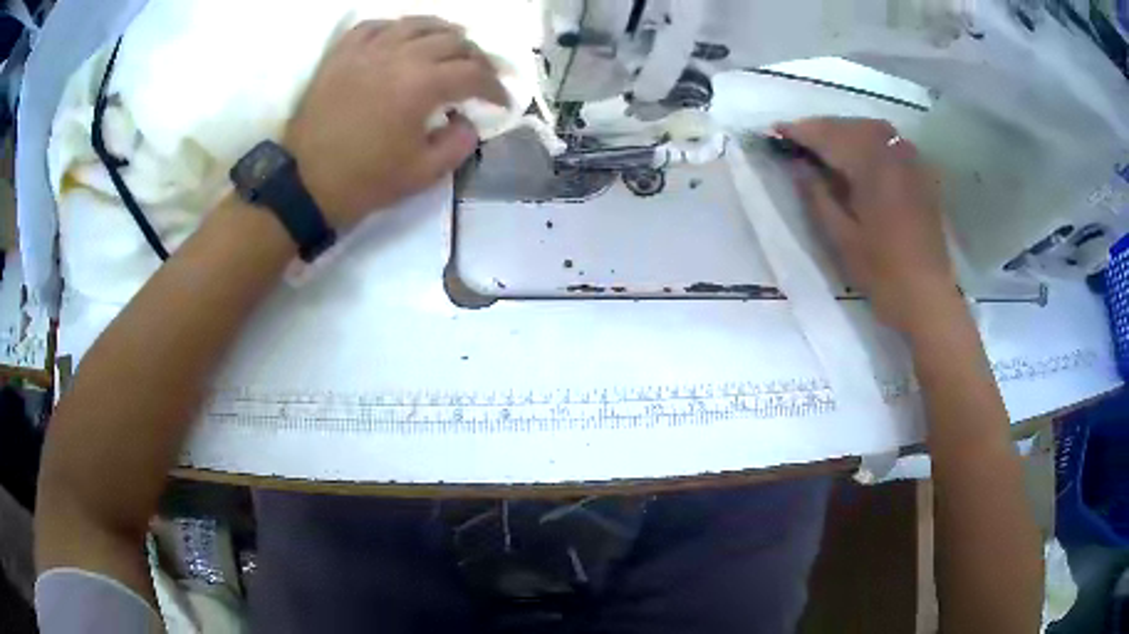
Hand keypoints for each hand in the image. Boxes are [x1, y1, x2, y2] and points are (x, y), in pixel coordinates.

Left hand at [283, 17, 507, 228]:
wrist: (304, 184)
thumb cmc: (364, 181)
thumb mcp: (423, 174)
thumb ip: (459, 144)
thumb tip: (468, 121)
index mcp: (422, 85)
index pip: (474, 74)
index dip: (495, 87)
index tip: (501, 101)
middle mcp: (399, 56)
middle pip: (453, 41)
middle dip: (476, 58)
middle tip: (479, 76)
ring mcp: (367, 50)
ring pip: (417, 24)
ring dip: (443, 33)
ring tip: (451, 46)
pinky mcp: (342, 54)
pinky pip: (376, 26)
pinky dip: (397, 28)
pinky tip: (402, 38)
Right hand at [778, 117, 958, 334]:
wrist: (927, 298)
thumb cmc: (882, 273)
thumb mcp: (841, 238)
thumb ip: (817, 195)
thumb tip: (798, 165)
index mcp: (872, 168)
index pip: (829, 136)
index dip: (800, 131)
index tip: (774, 131)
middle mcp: (893, 155)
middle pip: (851, 126)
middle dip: (822, 127)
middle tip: (797, 138)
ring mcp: (912, 163)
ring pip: (873, 130)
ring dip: (845, 130)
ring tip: (826, 144)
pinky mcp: (921, 176)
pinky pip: (891, 143)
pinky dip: (869, 140)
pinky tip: (860, 154)